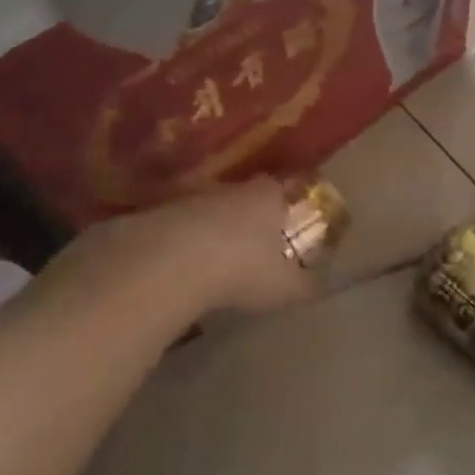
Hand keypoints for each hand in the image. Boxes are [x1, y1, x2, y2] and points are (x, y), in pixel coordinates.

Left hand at [35, 177, 315, 324]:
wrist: (170, 264)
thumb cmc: (241, 269)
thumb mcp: (284, 287)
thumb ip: (304, 285)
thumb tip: (318, 287)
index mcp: (267, 197)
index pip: (283, 187)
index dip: (287, 202)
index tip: (290, 218)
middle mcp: (231, 189)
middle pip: (245, 196)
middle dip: (249, 216)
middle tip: (254, 242)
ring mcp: (191, 198)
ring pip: (210, 208)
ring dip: (213, 228)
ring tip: (216, 257)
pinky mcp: (157, 213)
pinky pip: (179, 225)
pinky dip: (183, 241)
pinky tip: (183, 265)